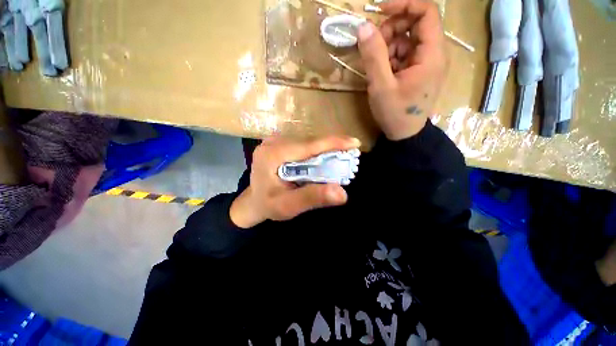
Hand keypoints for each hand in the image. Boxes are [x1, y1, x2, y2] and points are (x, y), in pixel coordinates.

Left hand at [230, 136, 360, 227]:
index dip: (333, 143)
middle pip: (309, 142)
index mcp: (273, 154)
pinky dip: (316, 151)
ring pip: (308, 141)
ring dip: (325, 149)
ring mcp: (275, 141)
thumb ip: (312, 198)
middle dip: (332, 147)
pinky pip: (303, 144)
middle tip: (351, 155)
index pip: (308, 145)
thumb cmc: (269, 205)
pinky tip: (325, 158)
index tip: (355, 143)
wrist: (254, 201)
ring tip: (341, 157)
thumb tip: (342, 193)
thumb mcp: (288, 206)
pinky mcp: (279, 143)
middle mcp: (273, 142)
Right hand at [357, 0, 445, 140]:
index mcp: (431, 54)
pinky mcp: (418, 71)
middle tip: (373, 47)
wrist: (404, 134)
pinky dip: (391, 58)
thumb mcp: (381, 86)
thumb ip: (373, 56)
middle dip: (391, 30)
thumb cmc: (395, 113)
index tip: (379, 10)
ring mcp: (426, 63)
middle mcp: (434, 54)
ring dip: (388, 46)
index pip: (426, 12)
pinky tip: (382, 73)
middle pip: (415, 24)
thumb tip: (363, 27)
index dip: (404, 4)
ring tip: (376, 67)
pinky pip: (405, 54)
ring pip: (407, 39)